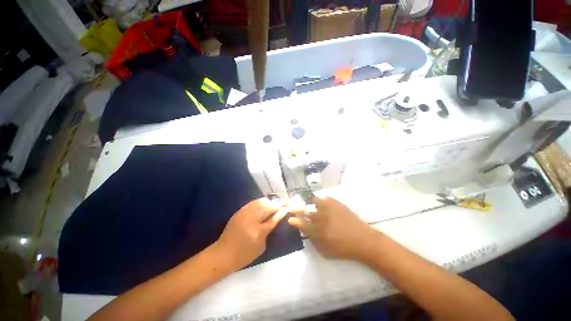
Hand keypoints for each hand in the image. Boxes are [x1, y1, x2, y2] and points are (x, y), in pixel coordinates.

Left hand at [215, 197, 288, 269]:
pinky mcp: (239, 212)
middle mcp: (252, 220)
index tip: (287, 208)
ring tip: (274, 202)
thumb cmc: (244, 255)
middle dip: (277, 204)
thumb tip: (274, 220)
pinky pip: (252, 203)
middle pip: (267, 208)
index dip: (281, 212)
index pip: (273, 219)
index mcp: (258, 232)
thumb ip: (268, 232)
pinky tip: (263, 201)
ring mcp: (244, 214)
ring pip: (260, 203)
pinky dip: (259, 201)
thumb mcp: (261, 247)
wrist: (223, 254)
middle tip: (282, 203)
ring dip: (269, 201)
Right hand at [288, 197, 376, 261]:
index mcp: (317, 230)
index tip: (291, 217)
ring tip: (313, 205)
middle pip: (305, 210)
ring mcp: (328, 208)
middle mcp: (320, 217)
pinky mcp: (336, 203)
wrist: (362, 240)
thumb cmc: (343, 249)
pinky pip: (325, 198)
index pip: (301, 223)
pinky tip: (324, 204)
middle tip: (298, 209)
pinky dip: (322, 201)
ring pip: (314, 200)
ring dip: (312, 203)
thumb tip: (305, 231)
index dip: (295, 220)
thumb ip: (313, 241)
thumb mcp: (325, 251)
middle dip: (299, 209)